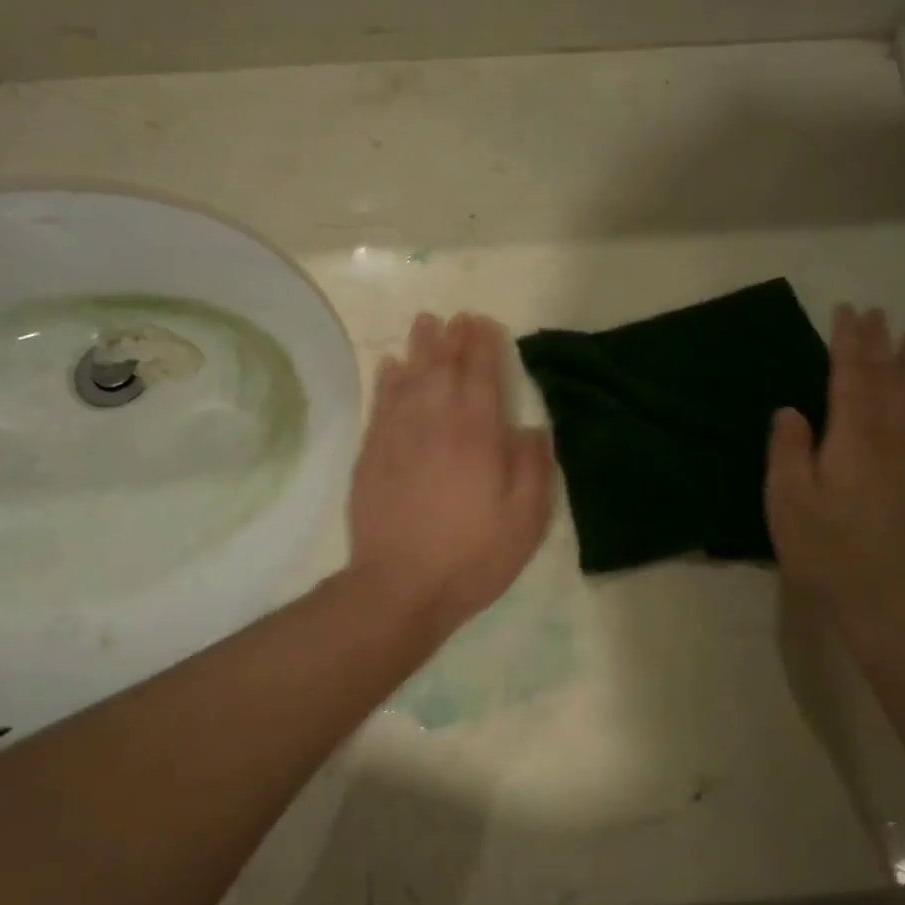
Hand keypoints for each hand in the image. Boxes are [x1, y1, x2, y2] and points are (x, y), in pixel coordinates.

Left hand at [347, 311, 554, 641]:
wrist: (400, 586)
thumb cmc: (472, 556)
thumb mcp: (525, 521)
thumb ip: (533, 468)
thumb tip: (531, 428)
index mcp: (477, 434)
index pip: (481, 375)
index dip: (483, 345)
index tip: (483, 323)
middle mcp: (436, 422)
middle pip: (442, 368)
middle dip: (451, 338)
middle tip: (455, 317)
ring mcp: (398, 436)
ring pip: (409, 378)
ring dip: (419, 348)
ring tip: (425, 323)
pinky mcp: (372, 454)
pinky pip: (381, 404)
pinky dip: (387, 380)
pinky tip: (391, 366)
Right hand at [765, 305, 904, 658]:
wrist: (899, 605)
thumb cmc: (831, 552)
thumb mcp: (789, 501)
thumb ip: (789, 450)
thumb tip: (791, 411)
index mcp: (856, 438)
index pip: (853, 376)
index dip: (849, 342)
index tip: (849, 311)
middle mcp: (895, 440)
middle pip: (890, 380)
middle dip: (882, 345)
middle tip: (880, 314)